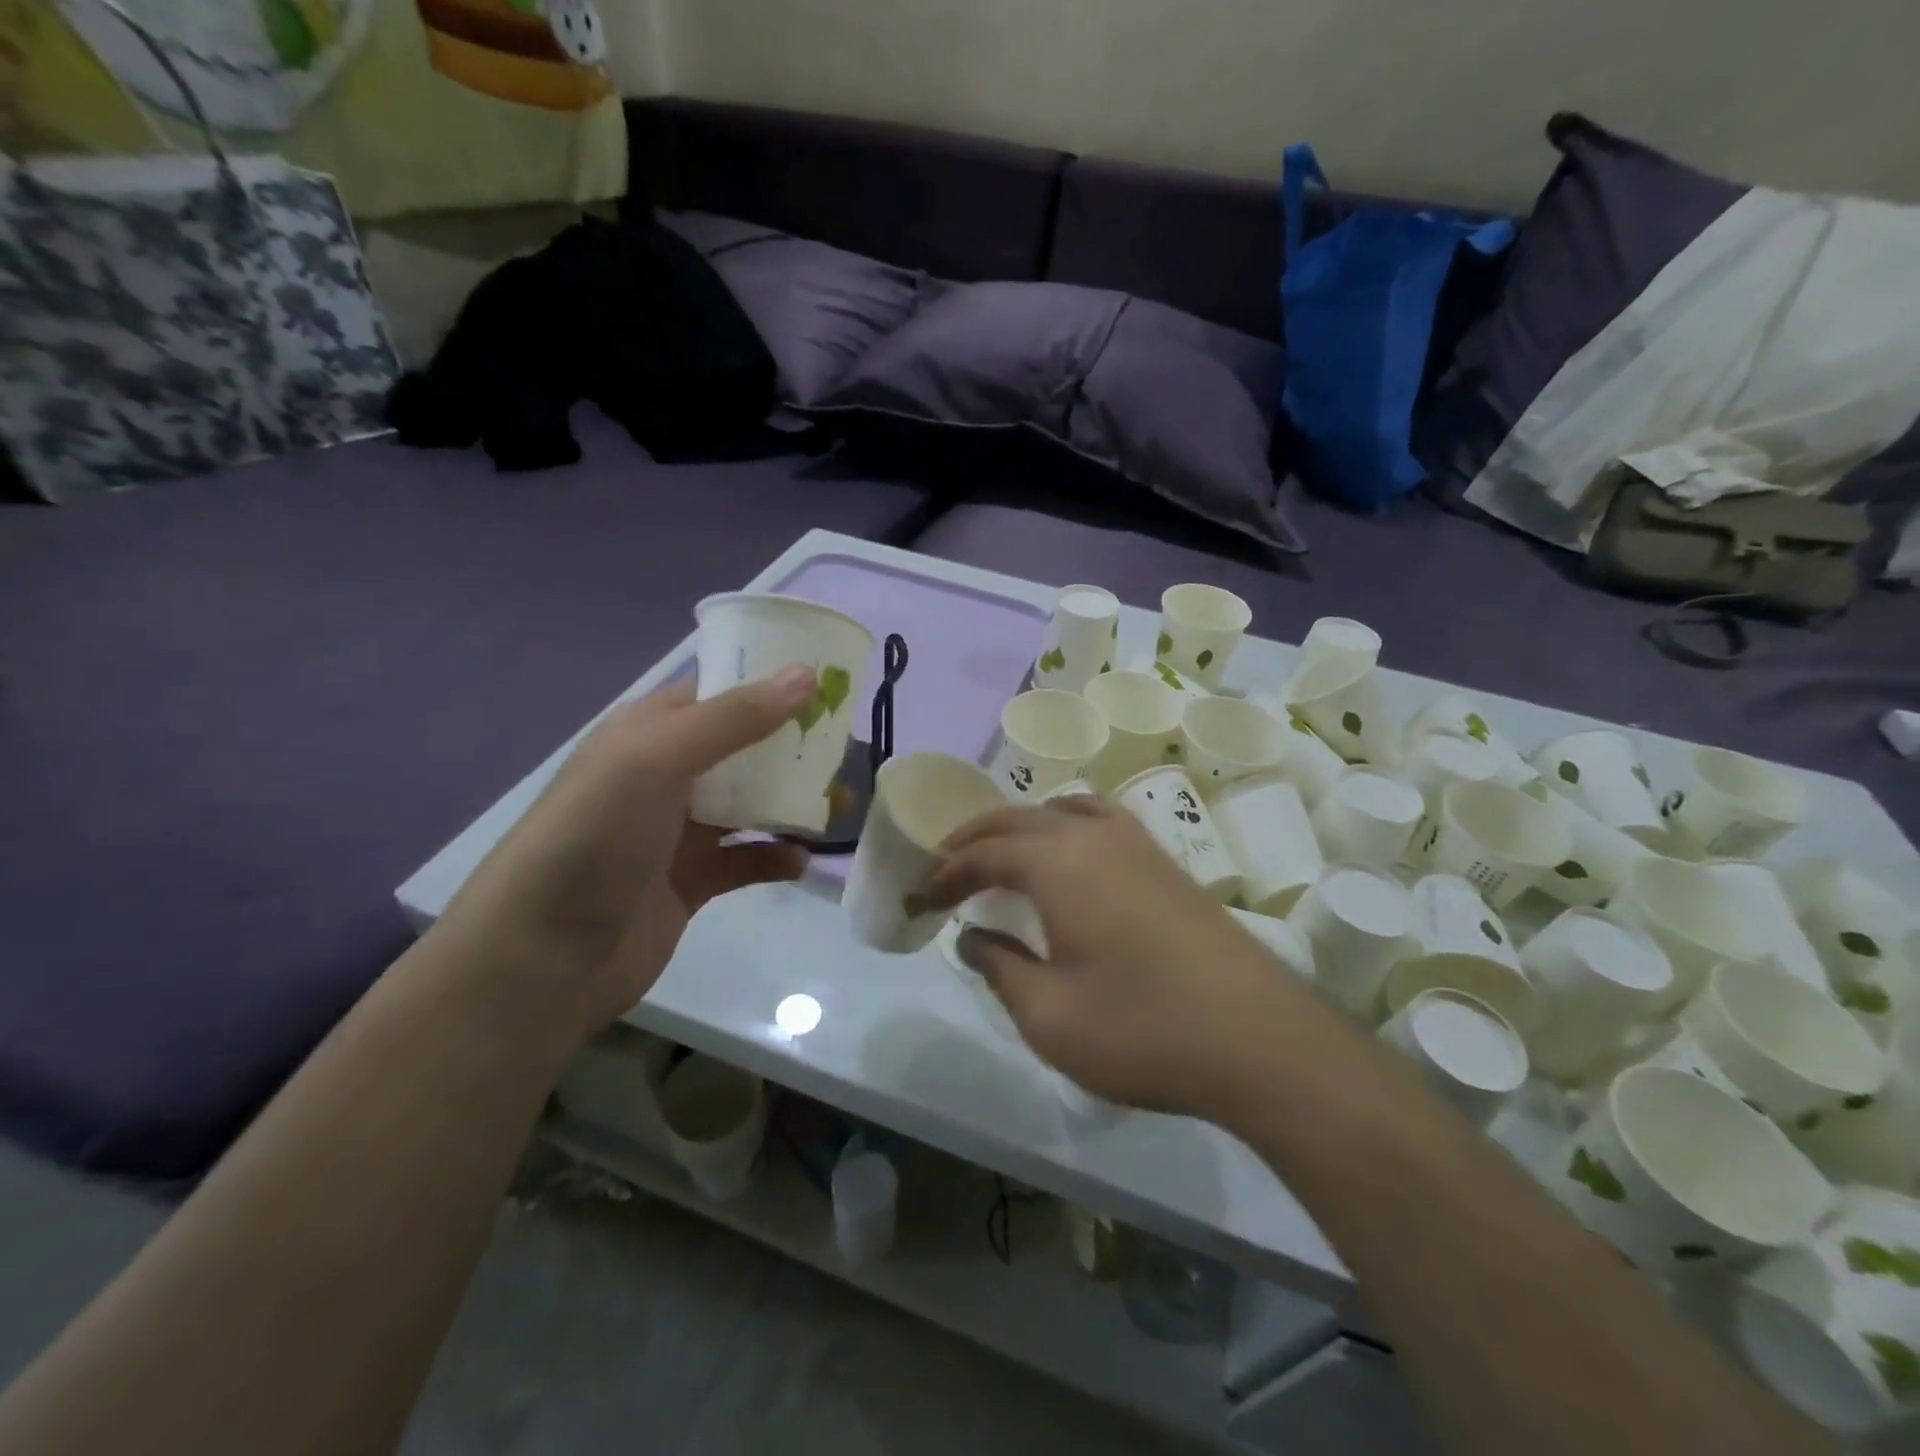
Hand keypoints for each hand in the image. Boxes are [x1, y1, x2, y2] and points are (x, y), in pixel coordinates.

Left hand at [428, 670, 816, 1041]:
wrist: (544, 955)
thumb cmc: (598, 835)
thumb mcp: (661, 758)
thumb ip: (736, 717)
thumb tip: (806, 675)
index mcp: (648, 733)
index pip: (717, 692)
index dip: (768, 684)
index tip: (827, 684)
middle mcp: (664, 775)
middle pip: (742, 748)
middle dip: (792, 746)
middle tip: (845, 748)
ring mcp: (677, 831)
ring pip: (749, 804)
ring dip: (791, 803)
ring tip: (839, 806)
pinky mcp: (692, 881)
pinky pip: (745, 859)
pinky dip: (774, 856)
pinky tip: (800, 861)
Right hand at [922, 797, 1293, 1119]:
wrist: (1259, 1040)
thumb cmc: (1141, 1028)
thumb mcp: (1048, 1015)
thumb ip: (1000, 967)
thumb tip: (972, 937)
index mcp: (1058, 863)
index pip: (986, 853)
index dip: (948, 872)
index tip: (923, 896)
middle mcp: (1094, 836)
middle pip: (1019, 819)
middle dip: (975, 838)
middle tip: (945, 865)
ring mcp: (1137, 844)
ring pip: (1063, 810)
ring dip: (1022, 826)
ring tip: (1003, 853)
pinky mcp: (1167, 863)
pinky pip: (1101, 820)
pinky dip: (1067, 826)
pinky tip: (1072, 856)